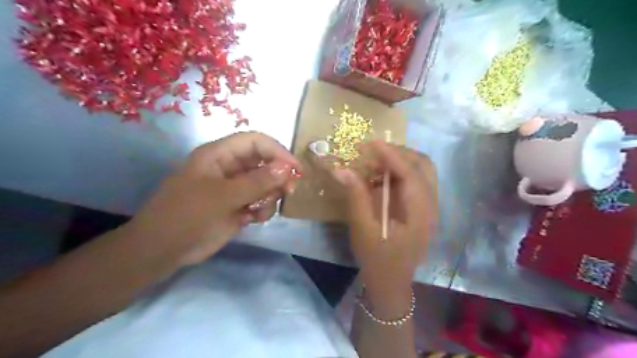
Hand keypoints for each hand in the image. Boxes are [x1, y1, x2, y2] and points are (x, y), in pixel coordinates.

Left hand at [127, 132, 300, 267]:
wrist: (163, 251)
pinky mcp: (237, 206)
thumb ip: (257, 182)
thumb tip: (287, 168)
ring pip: (265, 183)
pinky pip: (260, 201)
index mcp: (219, 155)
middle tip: (288, 191)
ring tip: (261, 211)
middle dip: (278, 176)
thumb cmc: (187, 216)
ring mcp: (234, 188)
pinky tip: (254, 220)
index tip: (296, 169)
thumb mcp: (223, 197)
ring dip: (270, 195)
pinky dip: (263, 209)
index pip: (255, 142)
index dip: (277, 151)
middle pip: (264, 162)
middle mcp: (229, 168)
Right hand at [307, 141, 435, 316]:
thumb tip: (342, 169)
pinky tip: (382, 175)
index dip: (391, 155)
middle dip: (399, 152)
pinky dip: (400, 171)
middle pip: (423, 165)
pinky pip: (416, 180)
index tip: (371, 142)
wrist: (391, 283)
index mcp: (419, 213)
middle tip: (373, 150)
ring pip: (422, 170)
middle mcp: (431, 206)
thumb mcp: (362, 229)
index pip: (410, 174)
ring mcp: (429, 206)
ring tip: (376, 160)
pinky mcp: (422, 208)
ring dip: (401, 160)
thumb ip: (355, 197)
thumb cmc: (377, 259)